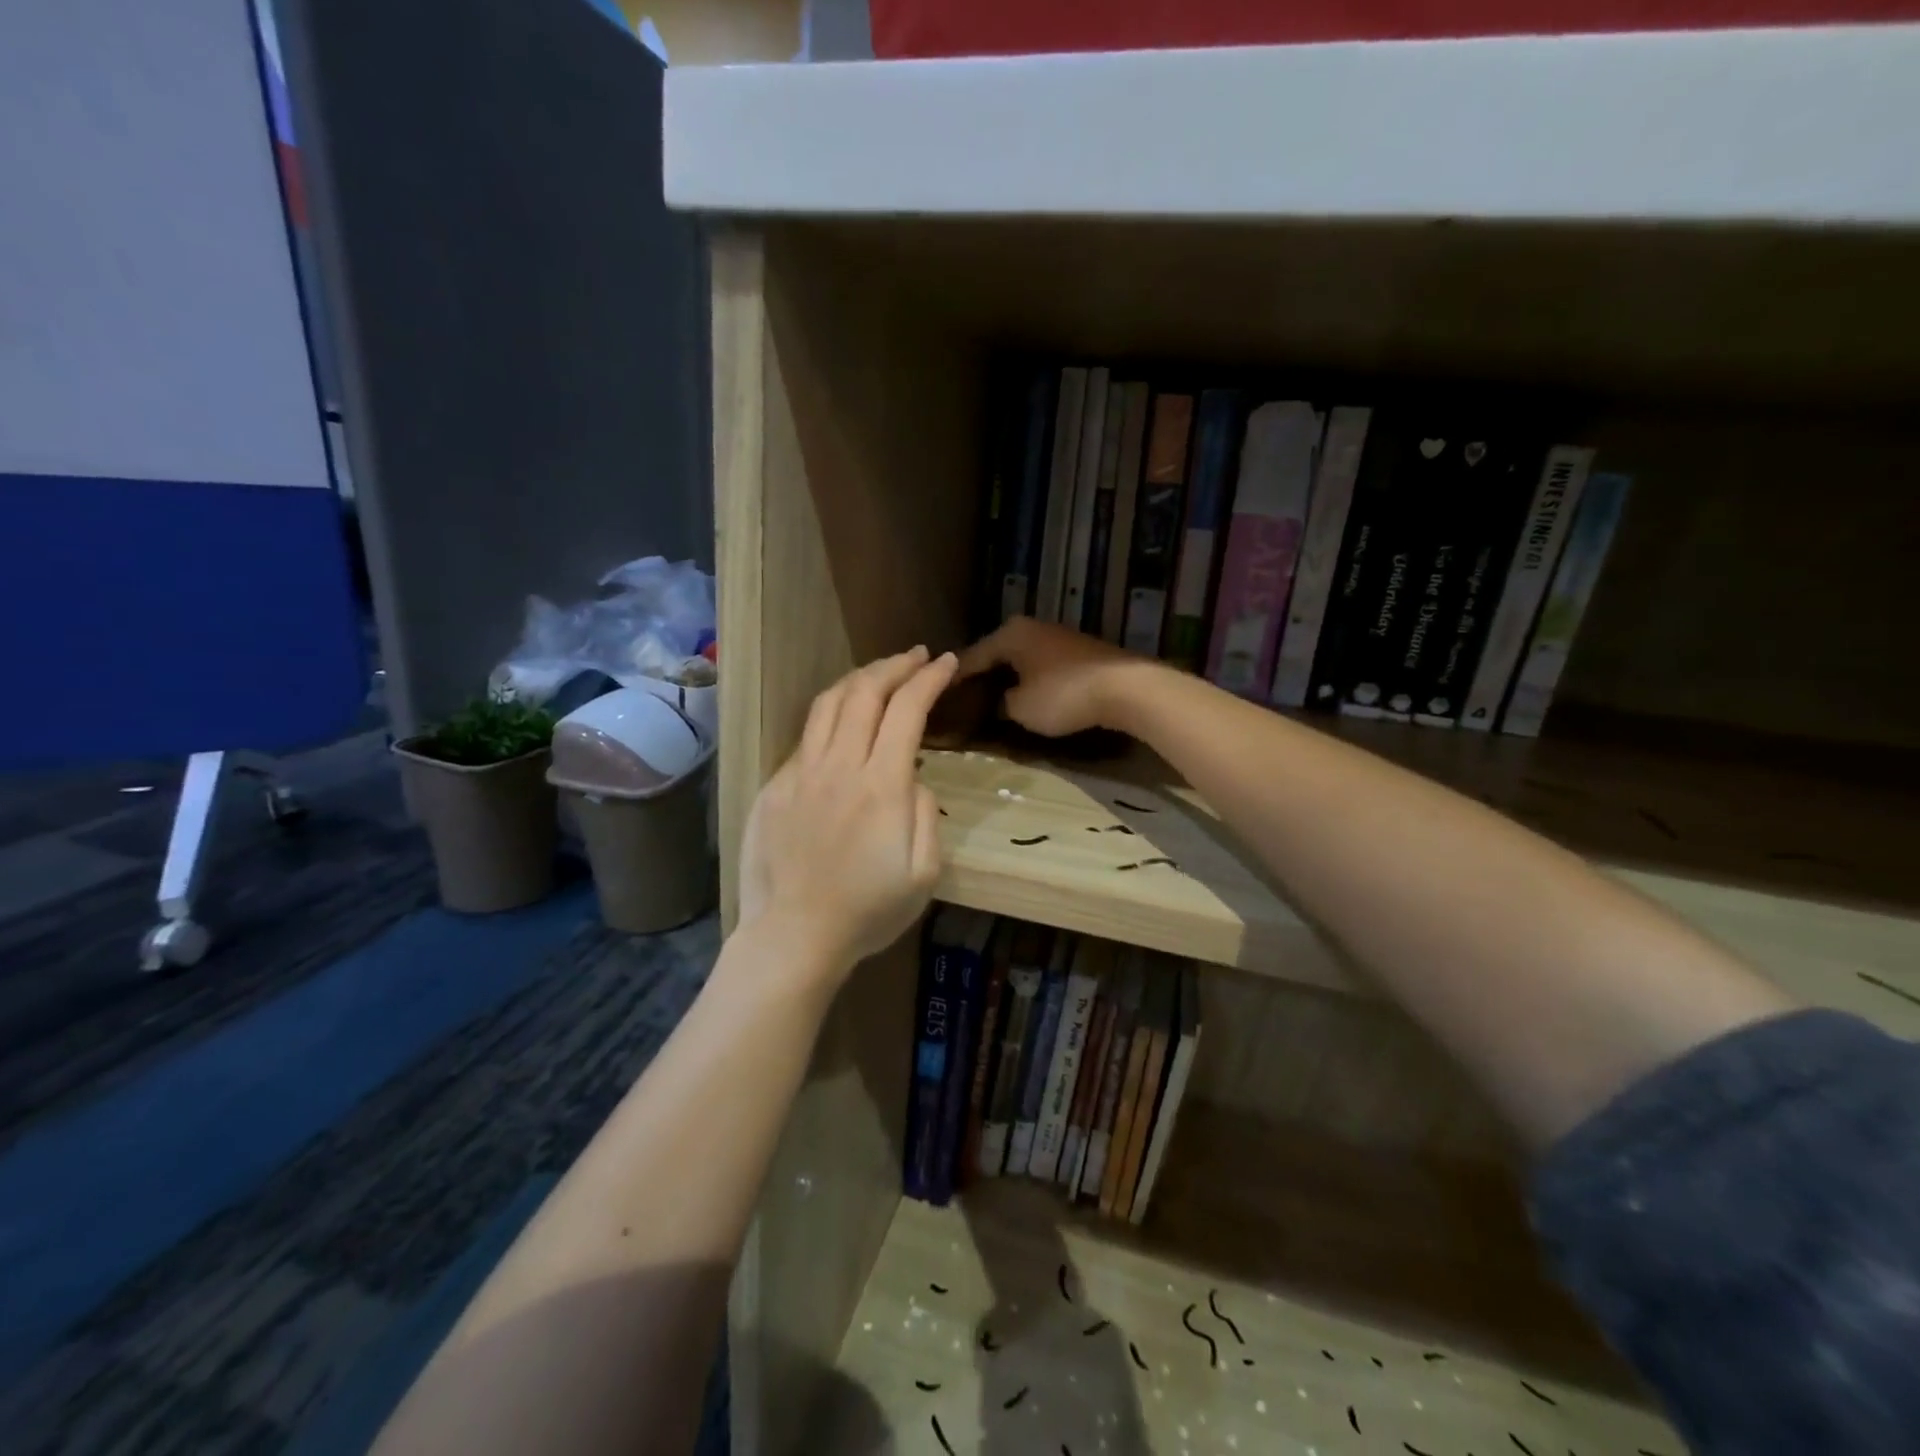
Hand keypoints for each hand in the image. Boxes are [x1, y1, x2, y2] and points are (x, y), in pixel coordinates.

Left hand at [739, 646, 956, 981]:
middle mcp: (839, 765)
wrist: (793, 936)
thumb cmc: (868, 911)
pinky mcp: (774, 787)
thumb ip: (926, 814)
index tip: (947, 663)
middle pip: (865, 693)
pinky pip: (805, 738)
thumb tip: (913, 778)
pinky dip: (830, 716)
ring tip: (880, 673)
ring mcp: (800, 773)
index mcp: (881, 784)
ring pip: (828, 704)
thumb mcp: (924, 873)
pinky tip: (841, 724)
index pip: (907, 709)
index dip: (929, 679)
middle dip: (896, 665)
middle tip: (917, 656)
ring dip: (859, 679)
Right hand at [954, 617, 1158, 737]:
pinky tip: (1027, 695)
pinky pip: (1041, 665)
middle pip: (996, 654)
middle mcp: (1030, 627)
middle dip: (982, 677)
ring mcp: (1056, 636)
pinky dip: (1030, 679)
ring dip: (1008, 678)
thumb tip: (998, 701)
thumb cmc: (1064, 695)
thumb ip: (1000, 703)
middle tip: (965, 702)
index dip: (954, 680)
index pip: (971, 657)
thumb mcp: (1020, 708)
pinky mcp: (1077, 651)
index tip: (939, 698)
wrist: (1126, 688)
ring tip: (994, 700)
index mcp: (1009, 634)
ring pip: (1020, 659)